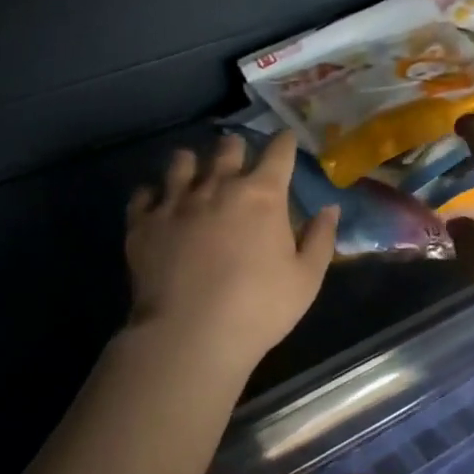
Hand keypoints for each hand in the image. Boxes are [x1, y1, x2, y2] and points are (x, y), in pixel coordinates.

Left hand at [125, 132, 338, 371]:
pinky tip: (157, 203)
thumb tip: (329, 208)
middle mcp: (217, 186)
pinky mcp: (143, 223)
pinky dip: (153, 194)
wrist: (190, 335)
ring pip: (182, 162)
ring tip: (194, 171)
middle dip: (236, 148)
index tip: (286, 139)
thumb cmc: (259, 309)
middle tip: (238, 157)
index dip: (284, 143)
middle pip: (227, 148)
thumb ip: (320, 239)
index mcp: (262, 196)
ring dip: (193, 163)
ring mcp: (175, 202)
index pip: (278, 153)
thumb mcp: (306, 279)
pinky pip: (144, 194)